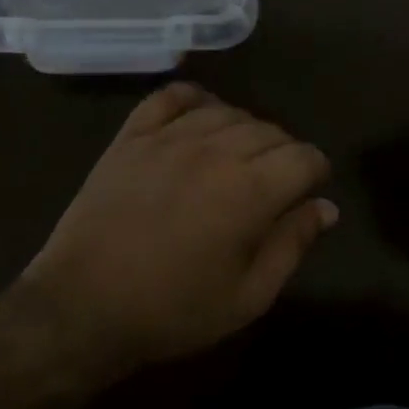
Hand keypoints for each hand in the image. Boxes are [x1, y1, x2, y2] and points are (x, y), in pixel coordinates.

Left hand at [24, 83, 336, 371]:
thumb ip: (292, 245)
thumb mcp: (247, 297)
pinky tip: (200, 117)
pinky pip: (171, 97)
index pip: (304, 156)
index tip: (309, 189)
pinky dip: (194, 99)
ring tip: (239, 157)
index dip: (316, 171)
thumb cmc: (172, 311)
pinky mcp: (132, 136)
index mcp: (250, 191)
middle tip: (274, 183)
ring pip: (227, 111)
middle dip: (284, 153)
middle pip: (270, 130)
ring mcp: (169, 137)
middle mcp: (214, 151)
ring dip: (245, 129)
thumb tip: (326, 207)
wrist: (82, 307)